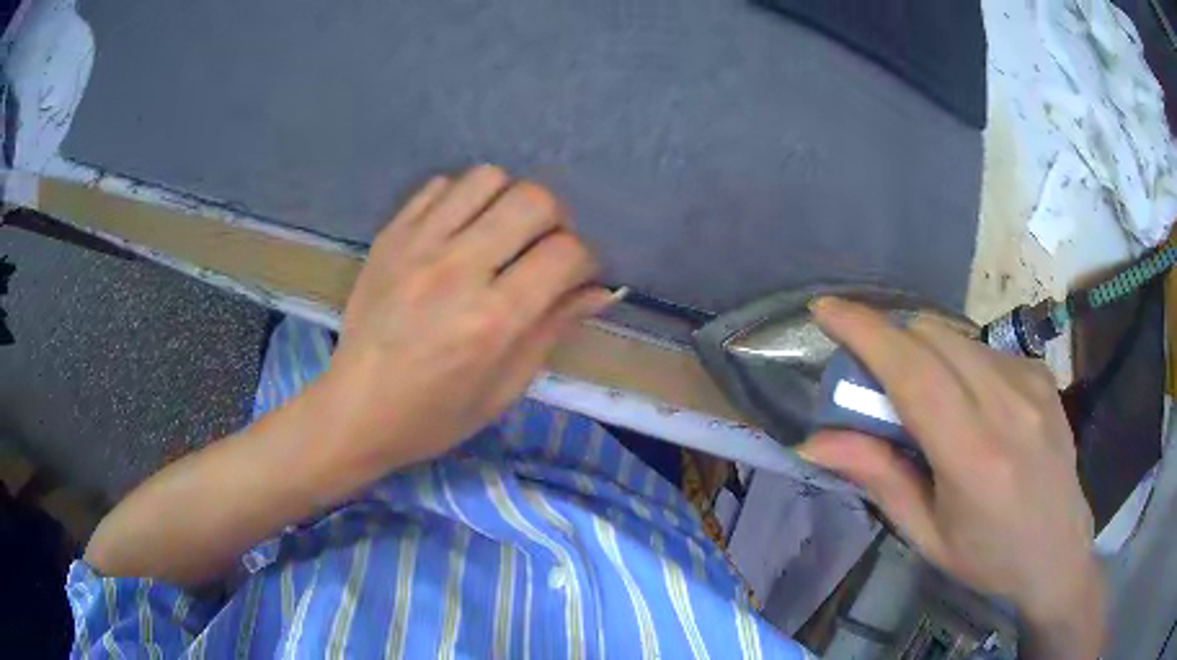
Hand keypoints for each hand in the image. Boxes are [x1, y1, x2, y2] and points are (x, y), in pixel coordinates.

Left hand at [320, 165, 612, 468]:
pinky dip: (462, 200)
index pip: (566, 253)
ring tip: (500, 233)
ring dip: (508, 201)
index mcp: (493, 319)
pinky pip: (440, 185)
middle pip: (533, 200)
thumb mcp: (505, 388)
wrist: (356, 408)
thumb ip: (553, 329)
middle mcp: (458, 270)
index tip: (575, 277)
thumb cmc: (435, 414)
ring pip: (488, 178)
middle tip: (542, 249)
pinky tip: (458, 232)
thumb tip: (600, 290)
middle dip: (555, 221)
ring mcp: (418, 245)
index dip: (585, 261)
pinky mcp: (391, 235)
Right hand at [797, 298, 1103, 653]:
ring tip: (926, 399)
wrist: (1059, 549)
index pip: (913, 373)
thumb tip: (815, 442)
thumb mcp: (927, 535)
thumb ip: (879, 479)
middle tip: (874, 380)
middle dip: (890, 340)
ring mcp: (1030, 382)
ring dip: (924, 352)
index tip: (826, 310)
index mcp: (973, 456)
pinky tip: (970, 404)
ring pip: (957, 336)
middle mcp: (1006, 405)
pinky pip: (985, 349)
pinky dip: (960, 363)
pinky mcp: (1041, 374)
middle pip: (932, 336)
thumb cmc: (988, 556)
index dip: (865, 332)